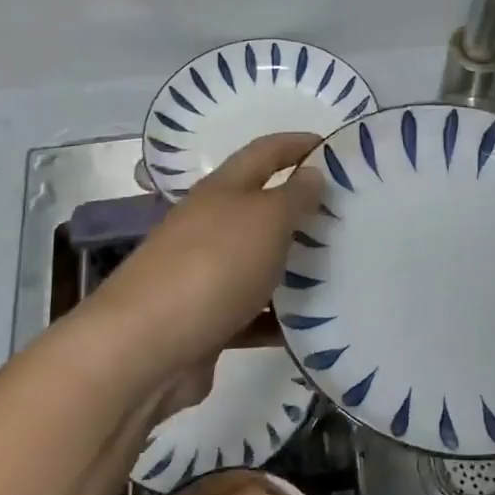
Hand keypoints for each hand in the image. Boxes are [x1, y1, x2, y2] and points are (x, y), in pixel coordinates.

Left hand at [91, 132, 324, 389]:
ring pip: (258, 263)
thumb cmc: (212, 267)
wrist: (144, 350)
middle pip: (260, 208)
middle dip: (302, 209)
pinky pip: (253, 313)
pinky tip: (314, 324)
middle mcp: (209, 227)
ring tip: (343, 270)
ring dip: (295, 266)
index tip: (337, 148)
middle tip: (350, 215)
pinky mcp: (206, 321)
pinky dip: (279, 317)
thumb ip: (294, 197)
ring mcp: (204, 275)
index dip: (298, 144)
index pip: (264, 153)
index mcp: (221, 191)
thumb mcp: (264, 220)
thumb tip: (312, 173)